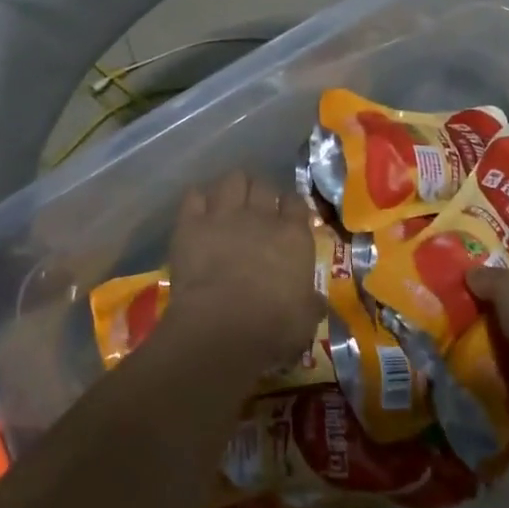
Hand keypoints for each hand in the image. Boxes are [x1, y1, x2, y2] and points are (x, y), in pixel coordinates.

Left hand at [164, 173, 324, 375]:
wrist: (221, 328)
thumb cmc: (272, 327)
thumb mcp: (305, 320)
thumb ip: (311, 304)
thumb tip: (317, 302)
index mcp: (293, 236)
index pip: (296, 202)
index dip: (291, 206)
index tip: (287, 216)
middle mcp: (261, 216)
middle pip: (263, 185)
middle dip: (260, 193)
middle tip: (256, 210)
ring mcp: (224, 215)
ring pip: (231, 180)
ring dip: (232, 189)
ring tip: (229, 203)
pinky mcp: (191, 224)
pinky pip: (194, 196)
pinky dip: (198, 201)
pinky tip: (199, 213)